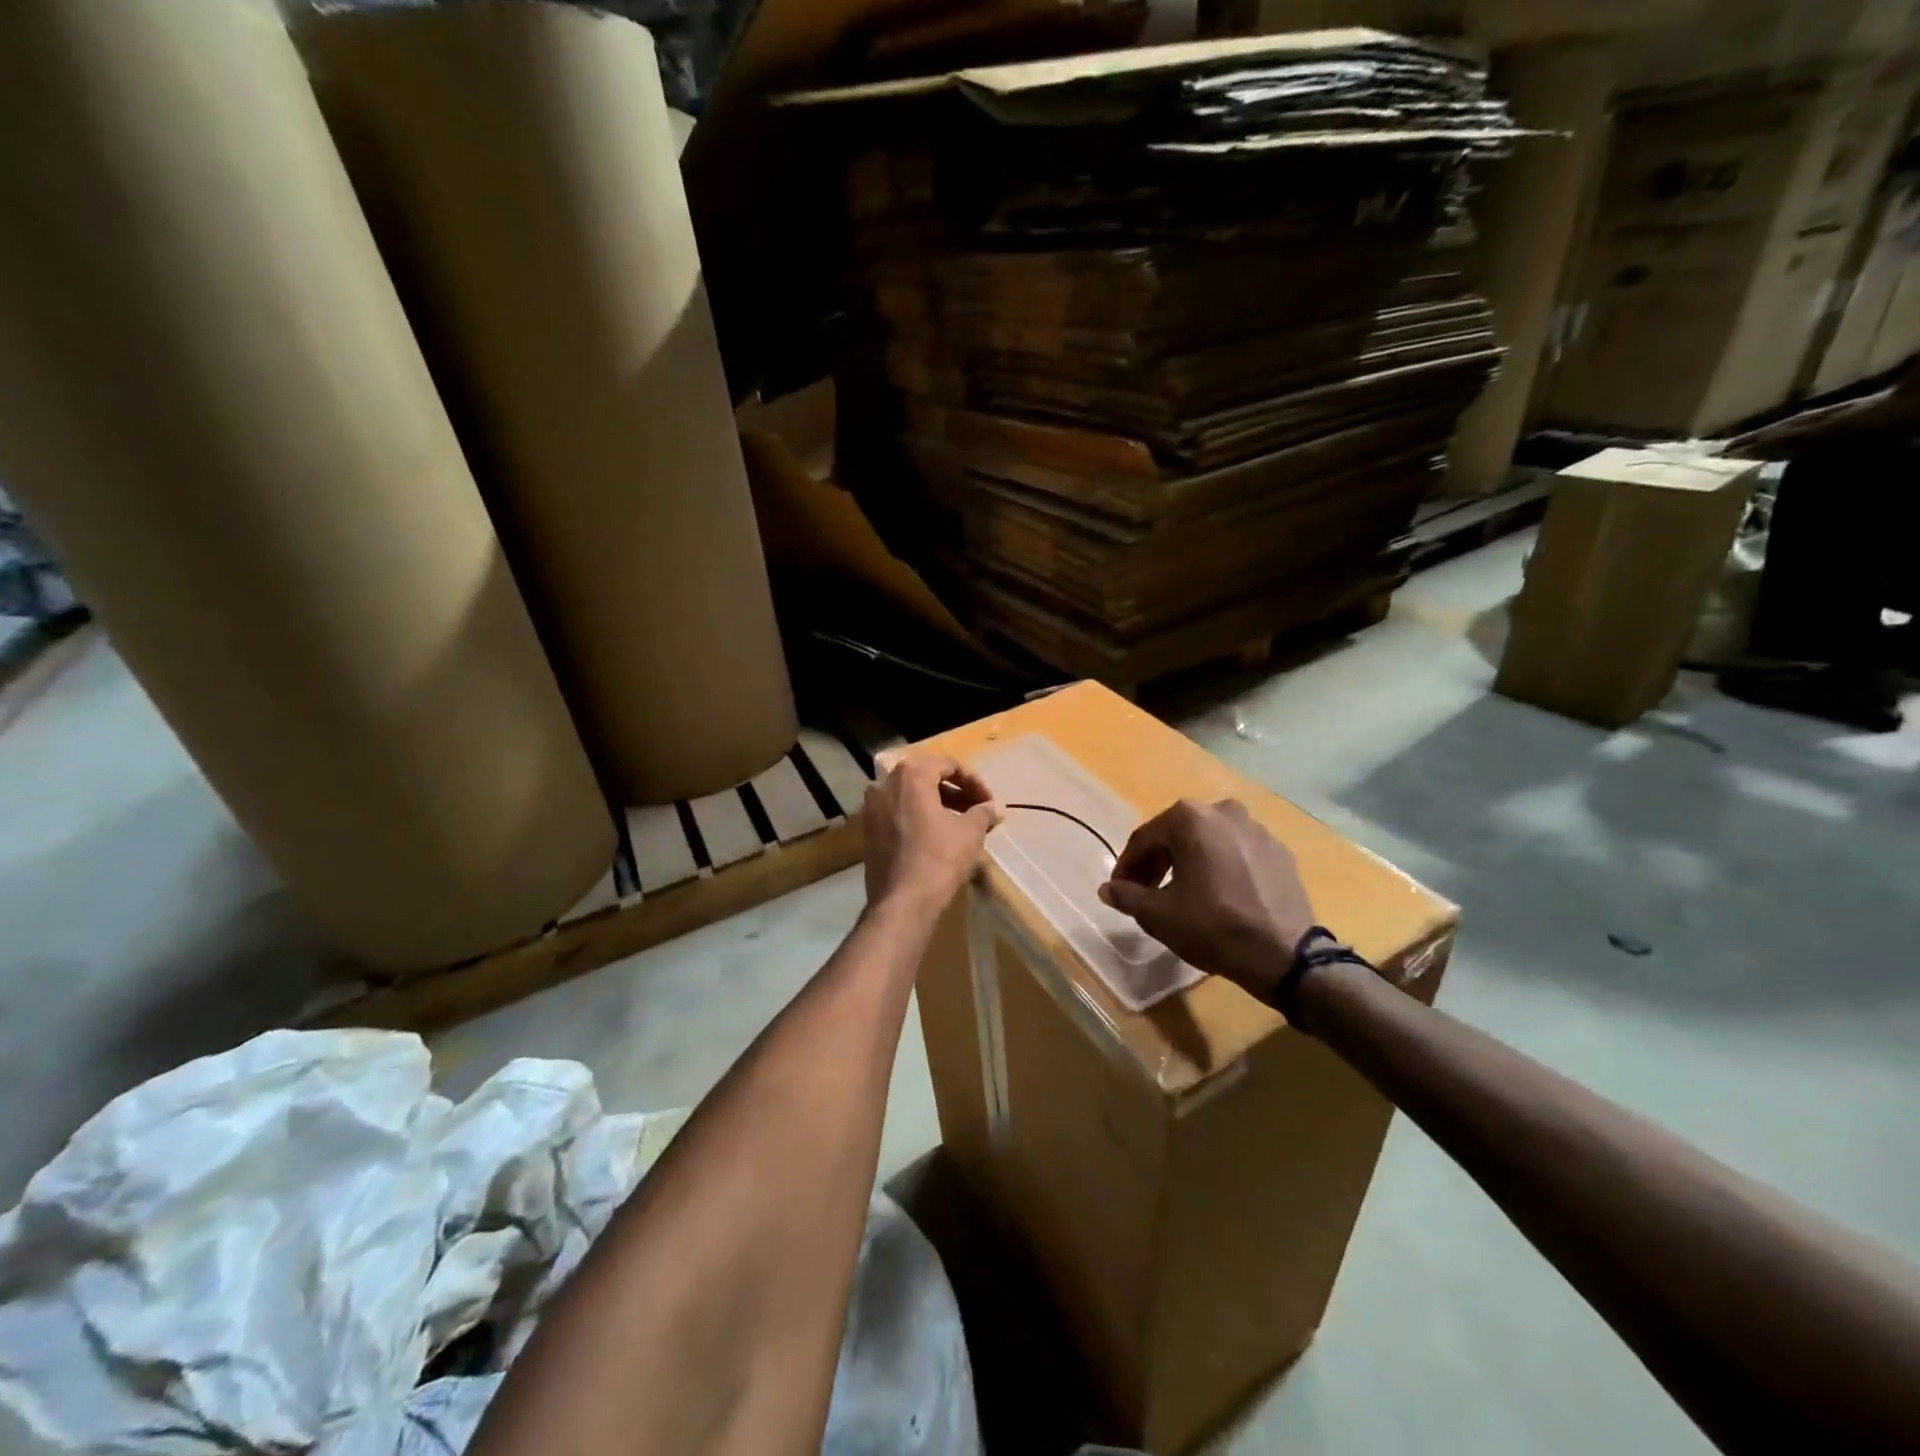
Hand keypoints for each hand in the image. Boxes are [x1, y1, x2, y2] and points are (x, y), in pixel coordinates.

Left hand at [862, 753, 1002, 912]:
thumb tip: (996, 808)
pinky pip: (898, 814)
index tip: (990, 802)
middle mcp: (884, 784)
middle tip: (977, 810)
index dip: (974, 782)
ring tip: (961, 824)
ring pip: (911, 797)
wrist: (902, 903)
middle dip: (955, 792)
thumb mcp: (970, 832)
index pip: (948, 765)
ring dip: (938, 805)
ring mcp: (871, 808)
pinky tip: (938, 837)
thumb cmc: (939, 859)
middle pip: (927, 778)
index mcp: (910, 775)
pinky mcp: (868, 832)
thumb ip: (984, 812)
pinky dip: (919, 818)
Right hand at [1098, 798, 1315, 1000]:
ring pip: (1209, 841)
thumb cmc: (1212, 926)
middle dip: (1157, 862)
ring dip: (1190, 862)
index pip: (1145, 838)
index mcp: (1190, 818)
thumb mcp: (1158, 915)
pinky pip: (1237, 853)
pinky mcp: (1280, 851)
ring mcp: (1256, 828)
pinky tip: (1219, 895)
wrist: (1283, 954)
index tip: (1119, 890)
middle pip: (1177, 835)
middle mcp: (1223, 811)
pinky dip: (1221, 867)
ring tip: (1183, 893)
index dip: (1127, 866)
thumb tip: (1107, 889)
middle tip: (1146, 892)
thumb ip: (1126, 896)